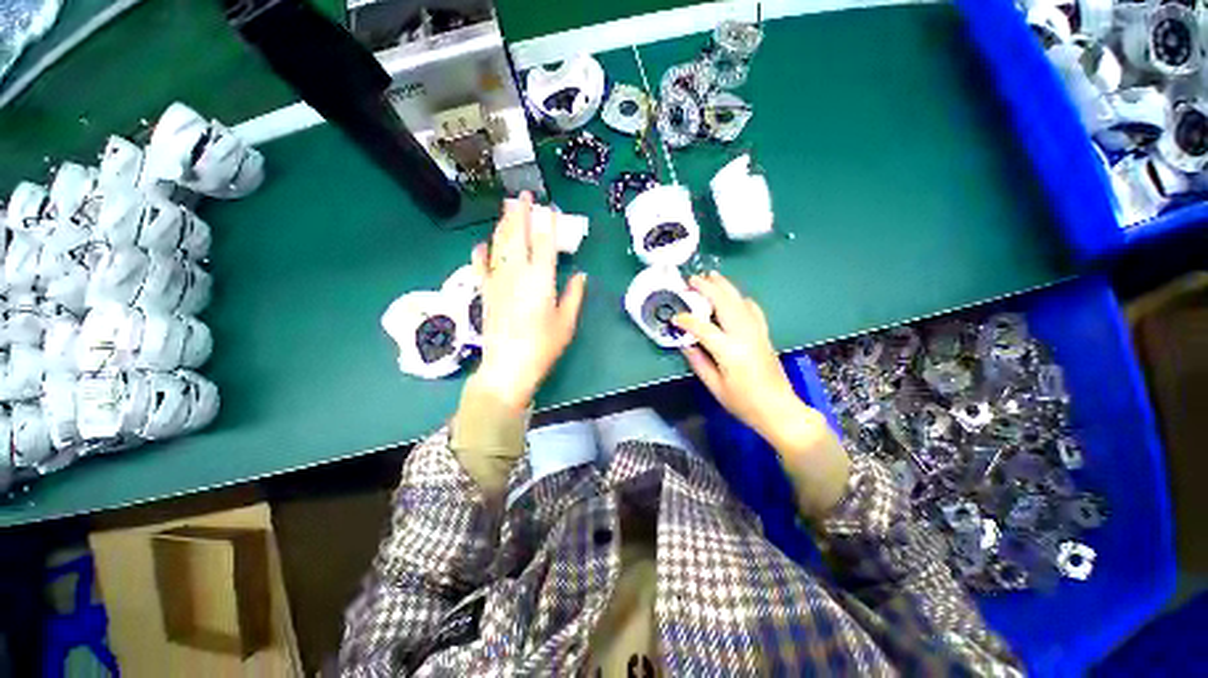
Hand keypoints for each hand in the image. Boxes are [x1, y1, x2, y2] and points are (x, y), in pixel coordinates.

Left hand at [468, 193, 586, 412]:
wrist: (508, 367)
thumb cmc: (543, 346)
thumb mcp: (566, 323)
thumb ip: (574, 295)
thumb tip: (580, 275)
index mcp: (541, 280)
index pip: (544, 243)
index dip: (547, 224)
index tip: (550, 209)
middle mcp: (517, 273)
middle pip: (517, 236)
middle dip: (521, 213)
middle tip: (524, 196)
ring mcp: (497, 281)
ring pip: (498, 245)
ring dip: (503, 225)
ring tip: (507, 209)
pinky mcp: (485, 292)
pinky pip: (480, 265)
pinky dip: (481, 252)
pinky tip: (482, 244)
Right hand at [673, 272, 848, 515]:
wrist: (780, 409)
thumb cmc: (744, 403)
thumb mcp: (715, 387)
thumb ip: (698, 362)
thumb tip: (685, 343)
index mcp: (729, 351)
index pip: (703, 328)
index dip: (686, 320)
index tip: (674, 317)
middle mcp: (744, 335)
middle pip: (725, 303)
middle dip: (708, 288)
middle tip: (692, 279)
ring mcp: (757, 332)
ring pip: (740, 301)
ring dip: (725, 287)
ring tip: (711, 276)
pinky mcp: (764, 334)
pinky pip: (753, 309)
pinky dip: (742, 299)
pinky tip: (735, 296)